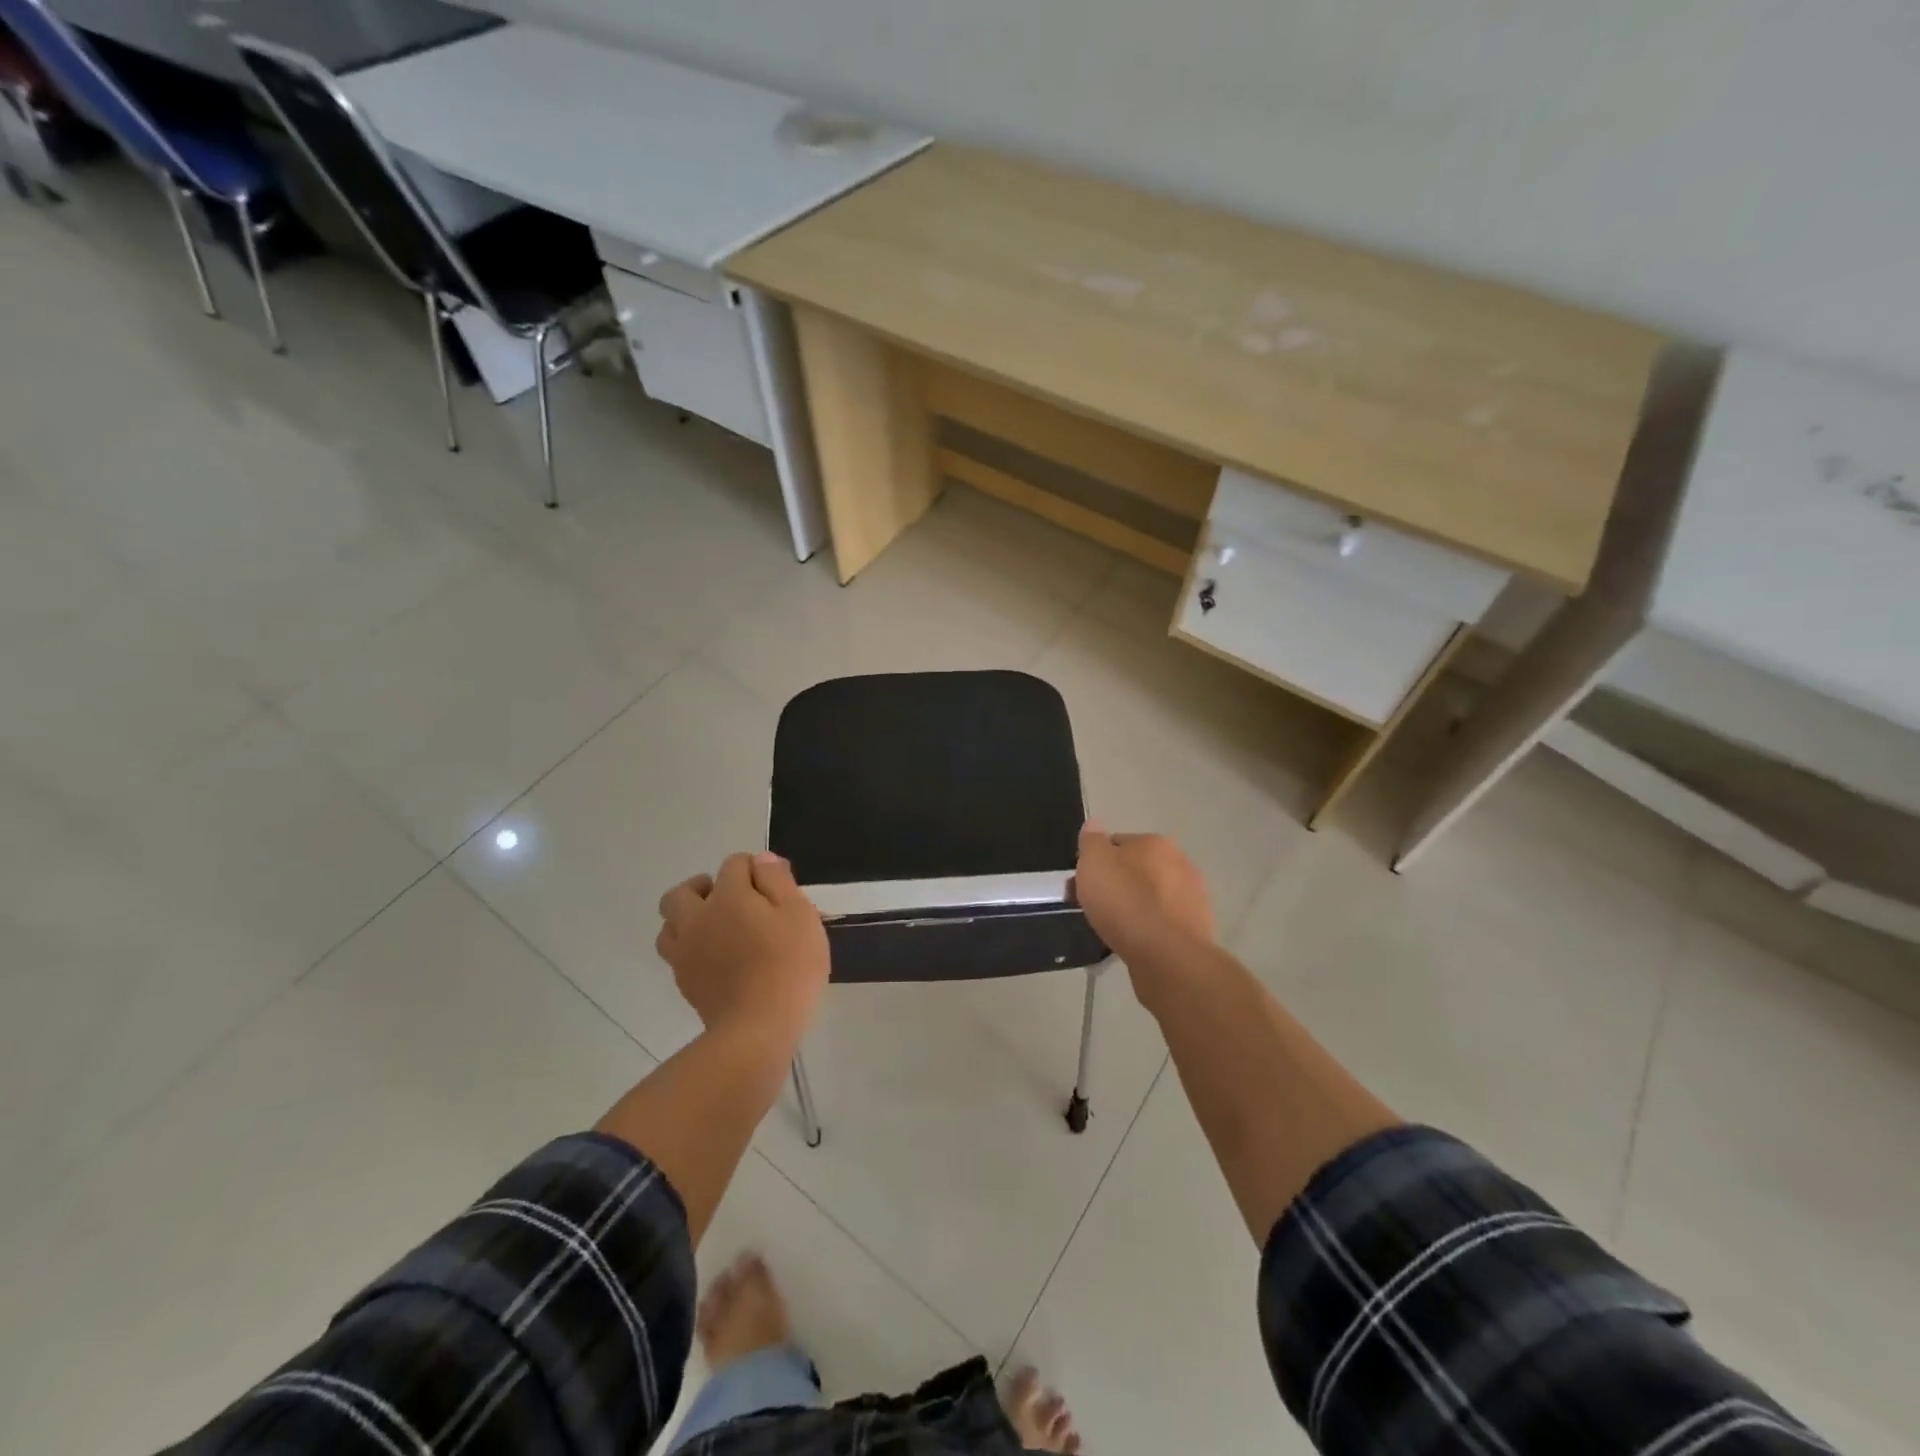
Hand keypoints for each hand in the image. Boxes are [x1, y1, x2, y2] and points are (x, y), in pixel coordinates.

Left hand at [657, 852, 829, 1045]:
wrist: (758, 1028)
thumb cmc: (789, 965)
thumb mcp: (799, 914)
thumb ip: (778, 881)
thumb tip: (761, 860)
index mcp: (729, 896)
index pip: (734, 864)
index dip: (756, 869)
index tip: (777, 885)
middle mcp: (698, 918)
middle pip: (683, 892)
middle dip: (704, 888)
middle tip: (732, 900)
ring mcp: (685, 952)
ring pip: (670, 923)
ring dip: (688, 918)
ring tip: (716, 928)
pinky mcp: (684, 982)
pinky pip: (676, 953)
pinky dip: (690, 946)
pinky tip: (714, 958)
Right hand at [1072, 825, 1215, 977]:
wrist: (1168, 956)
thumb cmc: (1125, 903)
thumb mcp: (1094, 864)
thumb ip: (1091, 841)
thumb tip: (1094, 825)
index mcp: (1155, 842)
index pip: (1117, 844)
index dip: (1096, 863)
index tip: (1082, 885)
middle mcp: (1180, 862)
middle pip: (1137, 869)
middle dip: (1117, 884)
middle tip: (1095, 908)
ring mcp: (1193, 895)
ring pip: (1152, 896)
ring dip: (1135, 906)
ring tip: (1114, 929)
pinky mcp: (1198, 926)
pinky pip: (1163, 920)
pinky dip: (1150, 927)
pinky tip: (1137, 942)